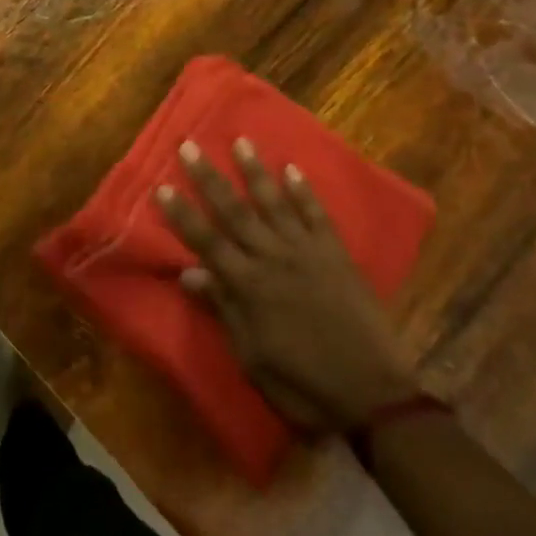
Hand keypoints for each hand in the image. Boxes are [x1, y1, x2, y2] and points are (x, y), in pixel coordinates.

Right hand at [155, 138, 417, 428]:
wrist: (374, 395)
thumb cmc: (303, 384)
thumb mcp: (252, 357)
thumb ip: (223, 309)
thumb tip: (188, 273)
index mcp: (248, 286)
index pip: (206, 241)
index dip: (182, 214)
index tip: (161, 186)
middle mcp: (273, 258)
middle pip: (234, 211)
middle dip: (208, 177)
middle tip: (189, 145)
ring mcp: (307, 252)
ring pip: (274, 203)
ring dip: (255, 171)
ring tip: (241, 141)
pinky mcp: (337, 255)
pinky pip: (317, 215)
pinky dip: (304, 191)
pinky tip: (292, 169)